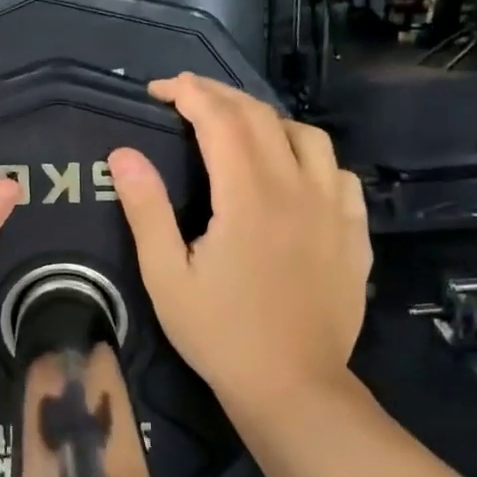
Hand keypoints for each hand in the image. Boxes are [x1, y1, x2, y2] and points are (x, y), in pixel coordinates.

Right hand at [108, 74, 370, 412]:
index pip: (221, 120)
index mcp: (248, 198)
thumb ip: (146, 209)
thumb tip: (124, 153)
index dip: (189, 94)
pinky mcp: (353, 233)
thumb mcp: (165, 276)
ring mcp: (333, 211)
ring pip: (308, 137)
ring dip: (267, 119)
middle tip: (186, 97)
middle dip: (221, 96)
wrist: (292, 386)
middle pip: (262, 118)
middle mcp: (297, 190)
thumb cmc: (219, 333)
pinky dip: (309, 156)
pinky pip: (338, 173)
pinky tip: (292, 171)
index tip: (159, 90)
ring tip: (237, 128)